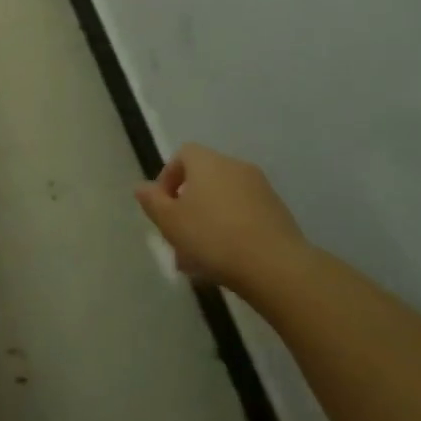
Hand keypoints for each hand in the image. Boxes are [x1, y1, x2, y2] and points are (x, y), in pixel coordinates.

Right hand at [135, 143, 312, 292]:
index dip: (168, 177)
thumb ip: (152, 201)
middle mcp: (235, 167)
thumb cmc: (212, 237)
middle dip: (187, 207)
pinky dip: (230, 231)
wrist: (275, 266)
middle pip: (203, 180)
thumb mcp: (170, 222)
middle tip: (177, 238)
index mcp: (208, 162)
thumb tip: (142, 187)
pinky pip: (243, 216)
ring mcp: (261, 189)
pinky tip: (224, 262)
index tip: (162, 206)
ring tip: (197, 260)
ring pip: (222, 202)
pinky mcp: (278, 213)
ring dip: (207, 223)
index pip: (183, 155)